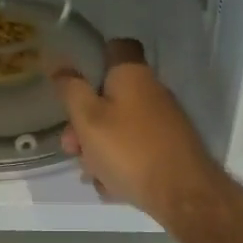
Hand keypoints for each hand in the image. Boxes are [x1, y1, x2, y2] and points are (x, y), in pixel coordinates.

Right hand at [51, 39, 217, 224]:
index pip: (117, 47)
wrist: (183, 195)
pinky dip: (120, 165)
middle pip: (110, 97)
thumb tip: (59, 65)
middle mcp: (152, 93)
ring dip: (98, 149)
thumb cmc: (129, 150)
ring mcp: (163, 123)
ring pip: (119, 128)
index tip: (75, 80)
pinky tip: (112, 187)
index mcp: (133, 75)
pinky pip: (134, 151)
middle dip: (85, 122)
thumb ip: (71, 90)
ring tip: (92, 175)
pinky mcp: (168, 149)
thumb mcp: (88, 120)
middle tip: (71, 147)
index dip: (94, 58)